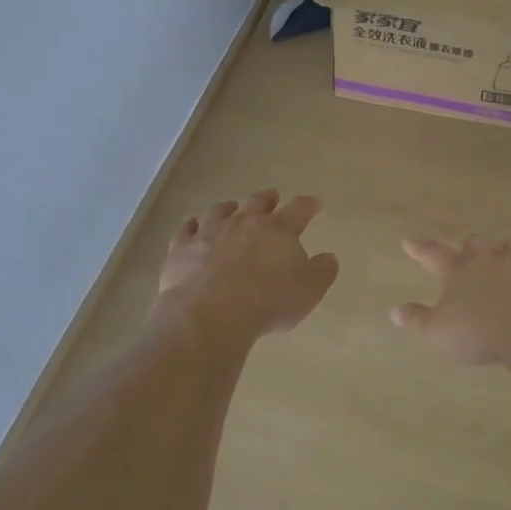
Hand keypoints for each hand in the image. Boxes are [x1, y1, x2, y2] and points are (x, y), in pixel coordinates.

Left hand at [155, 190, 338, 339]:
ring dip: (228, 208)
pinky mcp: (182, 249)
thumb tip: (328, 257)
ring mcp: (209, 233)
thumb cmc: (268, 302)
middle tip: (272, 196)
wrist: (211, 313)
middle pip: (257, 203)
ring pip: (219, 212)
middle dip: (267, 199)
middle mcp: (243, 223)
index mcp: (278, 230)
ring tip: (231, 207)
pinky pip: (186, 230)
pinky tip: (191, 225)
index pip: (299, 210)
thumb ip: (322, 271)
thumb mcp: (308, 291)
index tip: (315, 204)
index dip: (308, 206)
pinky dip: (190, 226)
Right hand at [391, 236, 510, 364]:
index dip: (421, 249)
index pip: (434, 255)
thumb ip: (417, 320)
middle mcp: (490, 260)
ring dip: (505, 250)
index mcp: (459, 272)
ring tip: (505, 252)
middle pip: (475, 245)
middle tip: (465, 245)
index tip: (409, 242)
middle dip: (468, 245)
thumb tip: (395, 311)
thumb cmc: (479, 333)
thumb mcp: (438, 333)